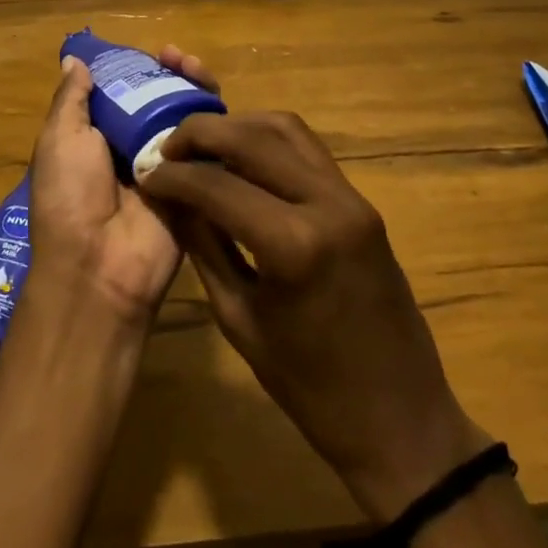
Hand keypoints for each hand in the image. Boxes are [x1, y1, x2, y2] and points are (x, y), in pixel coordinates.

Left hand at [26, 46, 216, 326]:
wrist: (100, 267)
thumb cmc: (70, 196)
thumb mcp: (59, 139)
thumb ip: (71, 99)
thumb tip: (74, 60)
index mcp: (98, 136)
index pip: (124, 91)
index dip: (137, 68)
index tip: (147, 51)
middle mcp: (134, 146)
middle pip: (159, 99)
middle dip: (169, 73)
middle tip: (176, 56)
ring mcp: (169, 165)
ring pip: (187, 115)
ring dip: (192, 86)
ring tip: (194, 66)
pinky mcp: (198, 183)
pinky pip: (210, 147)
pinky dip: (215, 120)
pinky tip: (215, 99)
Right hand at [139, 112, 487, 522]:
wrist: (402, 421)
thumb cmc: (311, 388)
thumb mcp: (239, 319)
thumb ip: (203, 245)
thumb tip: (169, 196)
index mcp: (293, 245)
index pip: (217, 184)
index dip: (173, 175)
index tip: (145, 174)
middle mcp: (326, 203)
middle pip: (252, 138)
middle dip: (200, 134)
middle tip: (166, 149)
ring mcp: (351, 197)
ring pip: (285, 128)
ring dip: (237, 127)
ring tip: (201, 147)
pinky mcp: (361, 201)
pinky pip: (308, 149)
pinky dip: (268, 141)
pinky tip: (241, 159)